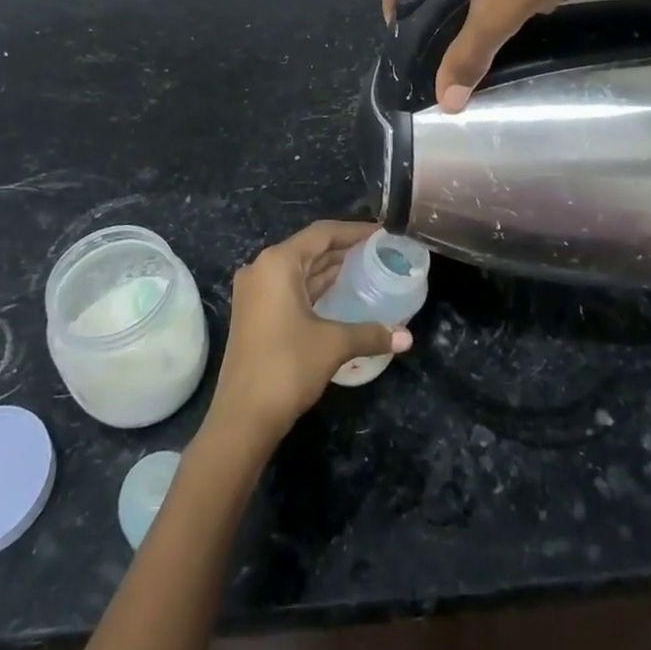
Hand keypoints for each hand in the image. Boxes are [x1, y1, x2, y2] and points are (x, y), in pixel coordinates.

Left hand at [207, 221, 412, 447]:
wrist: (242, 418)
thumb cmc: (287, 367)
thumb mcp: (333, 345)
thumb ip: (371, 333)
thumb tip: (407, 337)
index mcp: (278, 263)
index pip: (322, 234)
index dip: (354, 231)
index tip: (382, 234)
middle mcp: (262, 268)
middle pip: (310, 249)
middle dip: (344, 249)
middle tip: (379, 252)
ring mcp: (255, 292)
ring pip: (300, 269)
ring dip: (330, 269)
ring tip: (367, 269)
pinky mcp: (254, 313)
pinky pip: (290, 288)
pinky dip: (316, 287)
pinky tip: (341, 294)